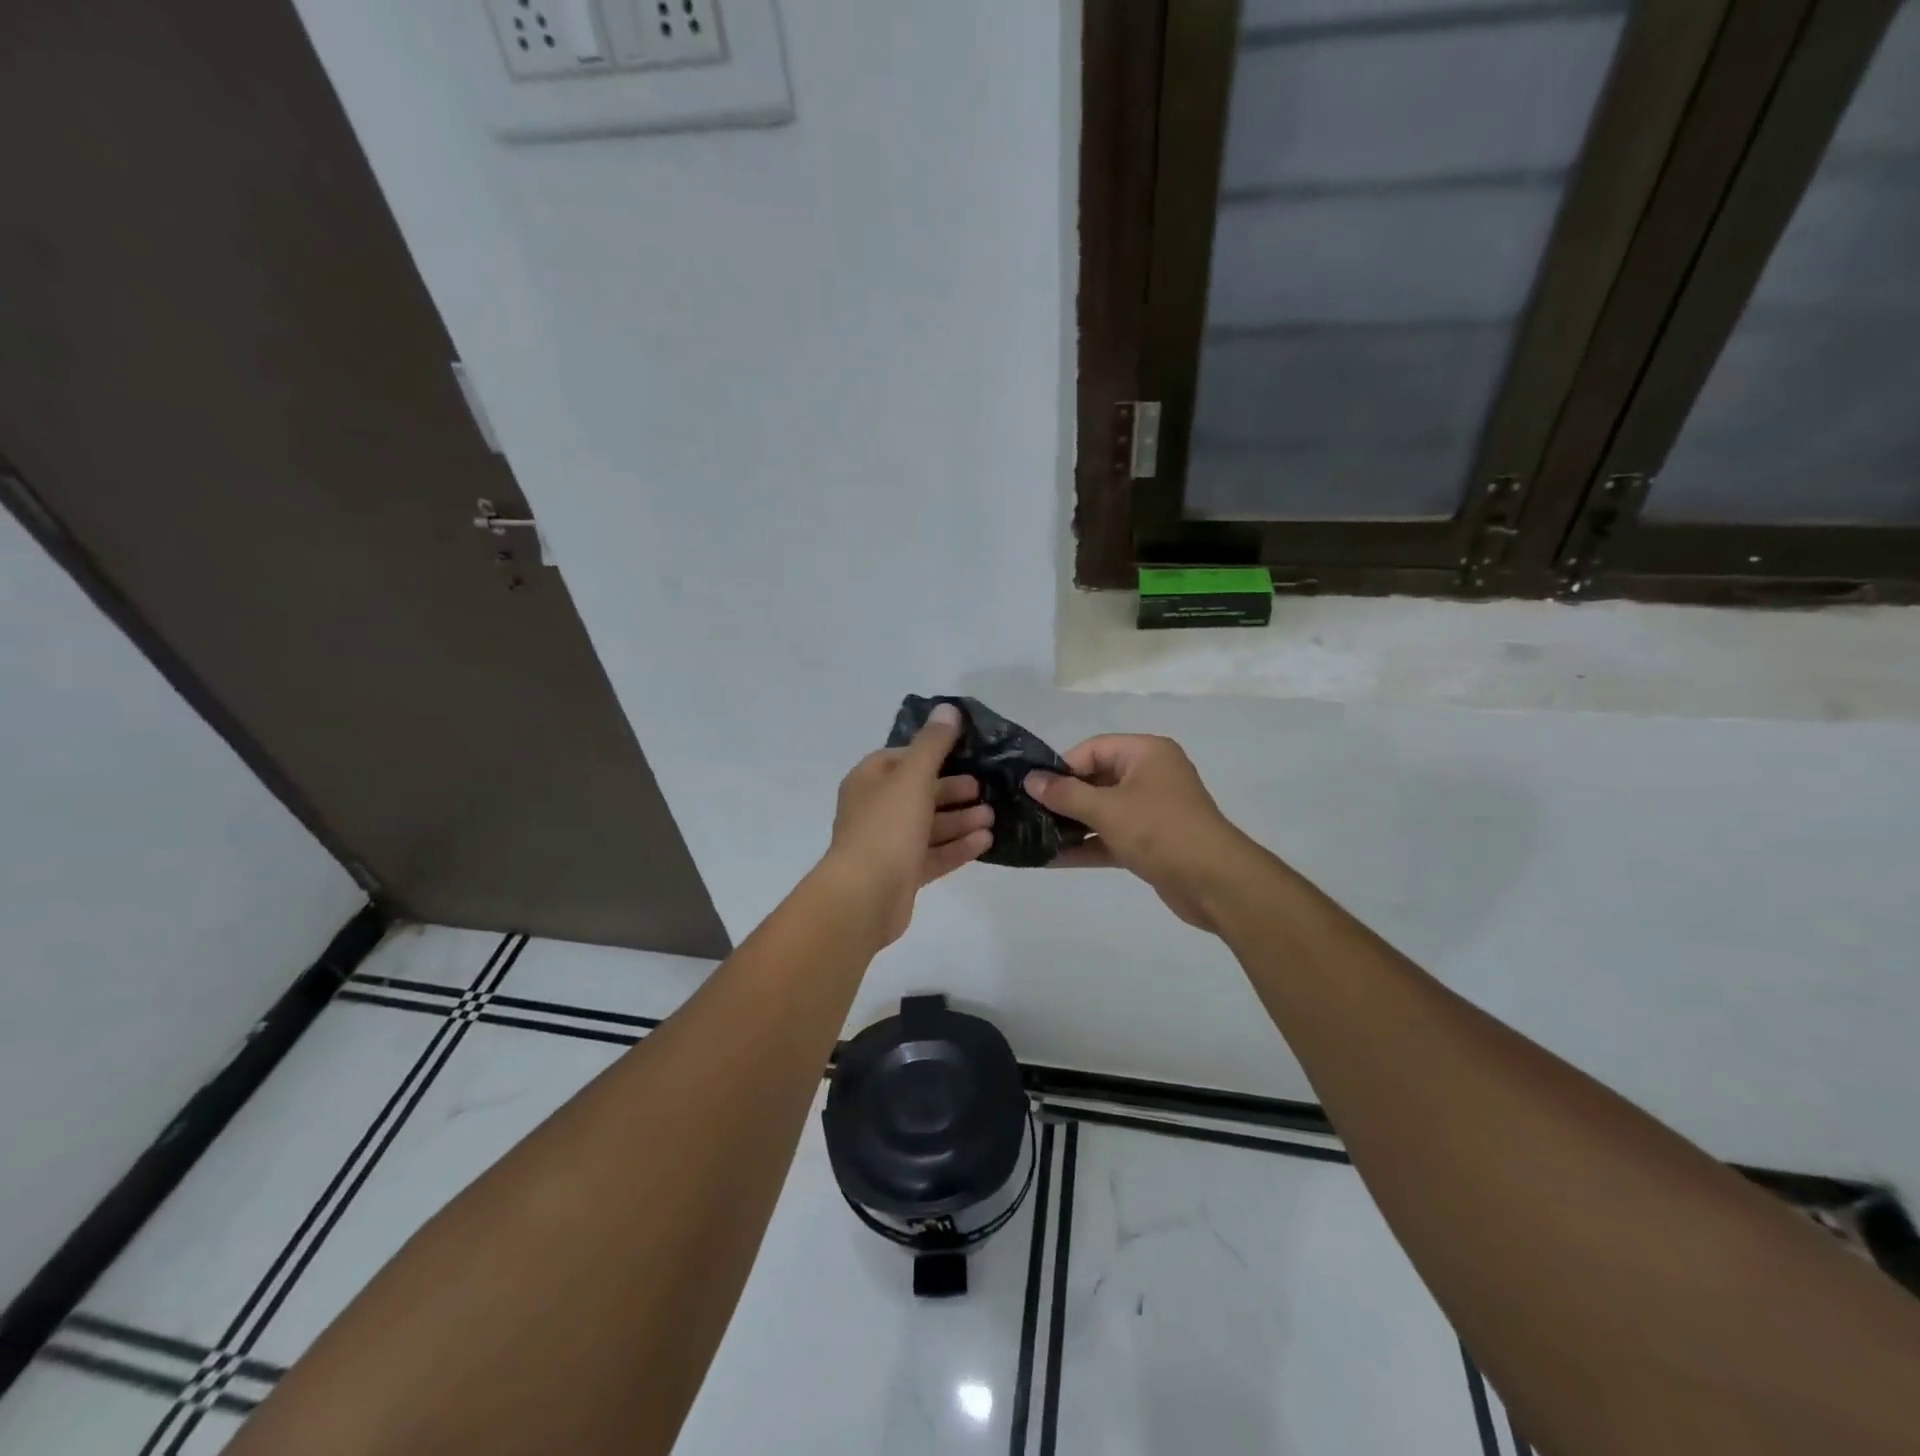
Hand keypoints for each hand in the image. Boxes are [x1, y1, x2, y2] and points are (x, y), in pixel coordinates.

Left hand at [822, 703, 993, 946]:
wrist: (864, 897)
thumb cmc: (886, 827)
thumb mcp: (913, 777)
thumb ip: (933, 744)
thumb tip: (948, 708)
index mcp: (868, 781)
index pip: (900, 758)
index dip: (931, 754)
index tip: (963, 753)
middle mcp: (875, 810)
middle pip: (918, 793)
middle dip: (952, 790)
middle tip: (984, 788)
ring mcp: (888, 845)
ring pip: (929, 826)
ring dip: (960, 819)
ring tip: (992, 816)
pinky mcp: (902, 874)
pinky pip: (934, 855)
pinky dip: (958, 846)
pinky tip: (986, 841)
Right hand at [1025, 735, 1253, 933]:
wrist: (1215, 883)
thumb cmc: (1160, 831)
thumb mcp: (1107, 809)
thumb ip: (1065, 794)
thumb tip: (1030, 780)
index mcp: (1146, 753)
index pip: (1093, 749)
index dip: (1062, 767)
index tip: (1034, 790)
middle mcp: (1150, 775)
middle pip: (1096, 779)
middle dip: (1063, 798)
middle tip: (1027, 813)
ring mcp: (1151, 810)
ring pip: (1102, 811)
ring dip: (1071, 825)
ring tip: (1033, 836)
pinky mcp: (1150, 842)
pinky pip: (1111, 837)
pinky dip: (1087, 846)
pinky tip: (1052, 859)